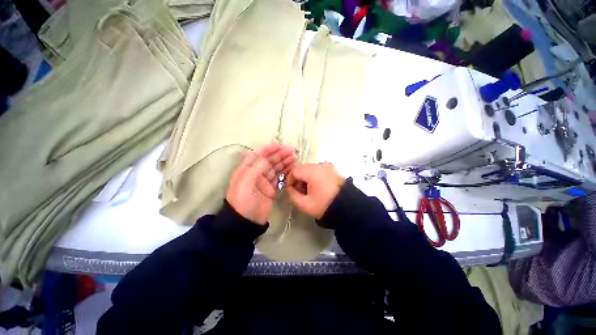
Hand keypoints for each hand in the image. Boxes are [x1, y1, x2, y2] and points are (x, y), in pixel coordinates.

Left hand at [227, 142, 296, 224]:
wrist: (246, 222)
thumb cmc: (243, 201)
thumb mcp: (244, 183)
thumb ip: (255, 168)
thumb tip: (266, 159)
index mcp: (247, 169)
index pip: (258, 154)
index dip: (268, 148)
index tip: (279, 144)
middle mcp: (256, 173)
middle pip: (269, 160)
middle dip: (280, 154)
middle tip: (292, 151)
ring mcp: (264, 181)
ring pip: (276, 168)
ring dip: (284, 162)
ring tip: (294, 157)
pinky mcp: (271, 190)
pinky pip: (279, 178)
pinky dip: (286, 173)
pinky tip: (292, 168)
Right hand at [286, 162, 344, 218]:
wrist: (347, 207)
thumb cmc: (324, 205)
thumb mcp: (304, 204)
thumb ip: (292, 195)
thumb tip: (289, 188)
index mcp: (312, 172)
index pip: (294, 171)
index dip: (289, 180)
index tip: (290, 190)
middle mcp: (320, 165)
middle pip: (302, 168)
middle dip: (298, 179)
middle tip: (299, 191)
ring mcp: (328, 166)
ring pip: (310, 169)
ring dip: (306, 177)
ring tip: (308, 190)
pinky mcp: (333, 169)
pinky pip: (319, 170)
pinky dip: (314, 176)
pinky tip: (317, 186)